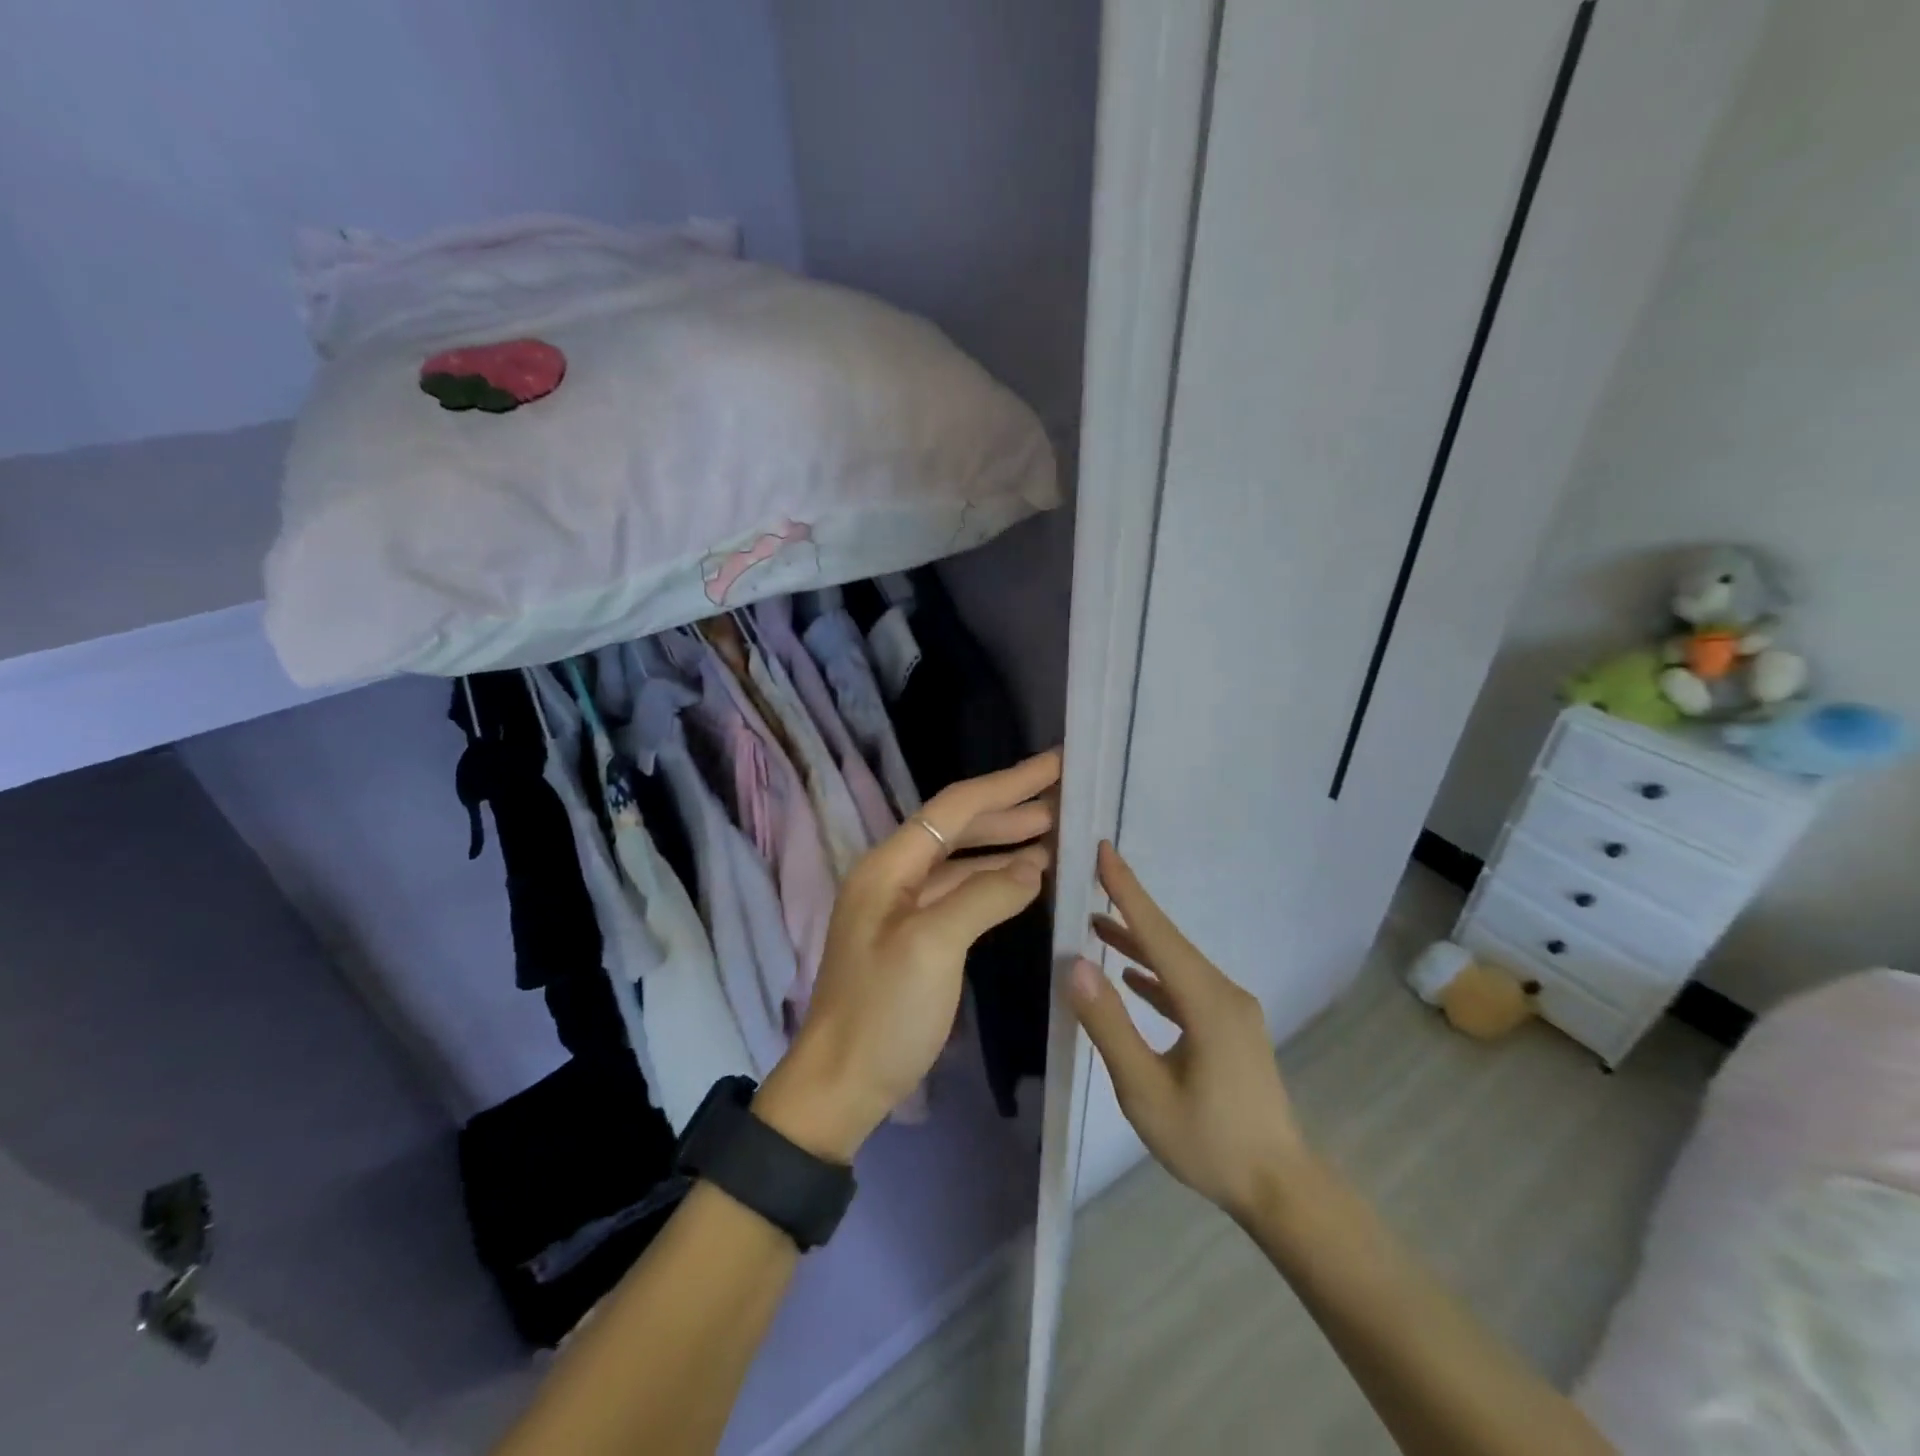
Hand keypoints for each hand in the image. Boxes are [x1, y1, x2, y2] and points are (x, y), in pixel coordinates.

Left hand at [756, 751, 1061, 1160]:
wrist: (840, 1084)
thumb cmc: (883, 1012)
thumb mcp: (934, 947)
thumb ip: (985, 897)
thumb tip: (1033, 867)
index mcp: (889, 865)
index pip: (956, 807)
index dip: (1008, 783)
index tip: (1056, 763)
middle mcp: (894, 875)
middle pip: (958, 825)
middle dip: (1011, 808)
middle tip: (1065, 796)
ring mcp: (902, 906)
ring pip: (961, 859)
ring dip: (1006, 843)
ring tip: (1055, 833)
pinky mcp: (915, 935)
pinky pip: (960, 891)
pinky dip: (993, 881)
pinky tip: (1024, 881)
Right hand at [1068, 842, 1310, 1224]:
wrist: (1279, 1189)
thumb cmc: (1208, 1142)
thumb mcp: (1145, 1091)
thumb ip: (1109, 1025)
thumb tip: (1075, 964)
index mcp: (1207, 1002)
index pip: (1157, 933)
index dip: (1127, 889)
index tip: (1104, 849)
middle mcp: (1224, 993)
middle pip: (1168, 940)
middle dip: (1128, 907)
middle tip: (1090, 878)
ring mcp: (1231, 1009)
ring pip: (1177, 963)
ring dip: (1138, 943)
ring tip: (1096, 924)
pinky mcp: (1230, 1027)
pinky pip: (1186, 986)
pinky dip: (1155, 975)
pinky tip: (1131, 977)